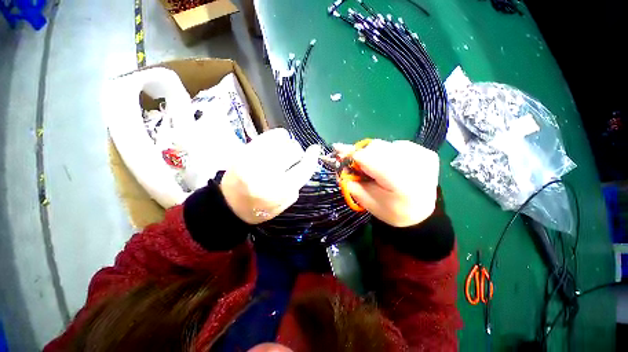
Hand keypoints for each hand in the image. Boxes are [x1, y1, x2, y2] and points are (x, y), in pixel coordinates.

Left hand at [220, 128, 320, 224]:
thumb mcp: (284, 203)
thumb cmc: (260, 208)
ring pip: (282, 140)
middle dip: (296, 154)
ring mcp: (254, 159)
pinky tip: (275, 144)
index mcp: (279, 190)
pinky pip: (268, 135)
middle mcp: (267, 173)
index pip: (303, 168)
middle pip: (293, 150)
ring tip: (281, 153)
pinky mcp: (244, 151)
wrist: (229, 205)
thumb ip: (297, 183)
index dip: (312, 157)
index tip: (315, 149)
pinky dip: (276, 137)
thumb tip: (306, 162)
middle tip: (291, 160)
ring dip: (287, 145)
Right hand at [334, 139, 438, 227]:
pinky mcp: (427, 152)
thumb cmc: (392, 211)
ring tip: (375, 168)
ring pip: (385, 145)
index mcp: (401, 182)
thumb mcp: (367, 202)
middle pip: (376, 148)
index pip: (369, 158)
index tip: (337, 151)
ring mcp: (423, 155)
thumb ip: (351, 183)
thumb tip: (339, 163)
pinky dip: (388, 153)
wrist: (423, 213)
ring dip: (374, 154)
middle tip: (355, 164)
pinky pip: (397, 145)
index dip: (351, 155)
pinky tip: (391, 166)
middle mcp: (415, 164)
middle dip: (361, 155)